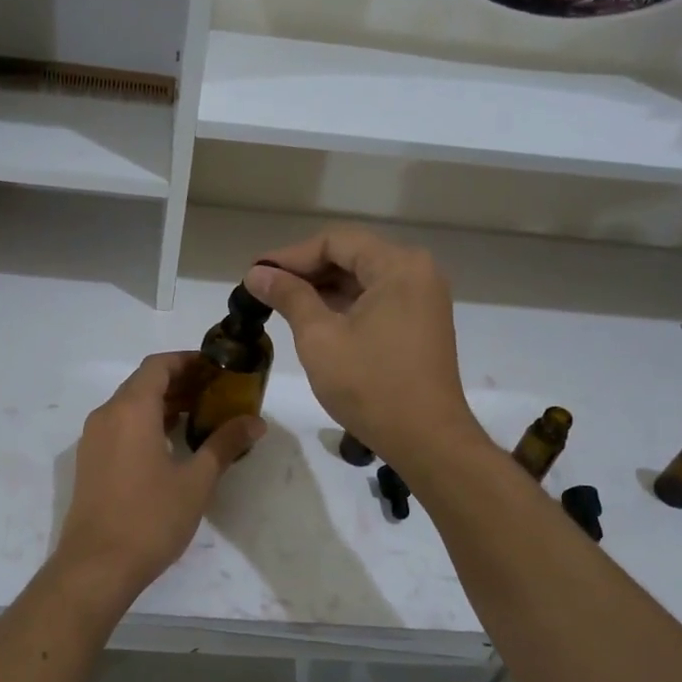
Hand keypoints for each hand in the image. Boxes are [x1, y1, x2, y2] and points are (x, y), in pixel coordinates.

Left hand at [53, 352, 263, 601]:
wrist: (96, 566)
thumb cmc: (150, 518)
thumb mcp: (196, 481)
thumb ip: (224, 444)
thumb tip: (255, 422)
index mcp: (130, 410)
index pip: (158, 366)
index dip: (188, 361)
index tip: (217, 369)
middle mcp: (107, 415)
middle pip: (144, 383)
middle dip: (180, 382)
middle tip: (216, 393)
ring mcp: (94, 439)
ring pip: (130, 406)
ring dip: (163, 404)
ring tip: (200, 416)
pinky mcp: (91, 461)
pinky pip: (120, 426)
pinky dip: (146, 423)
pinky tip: (171, 443)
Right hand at [247, 228, 481, 471]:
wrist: (426, 439)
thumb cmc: (370, 385)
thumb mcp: (319, 337)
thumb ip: (288, 296)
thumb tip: (256, 273)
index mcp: (398, 266)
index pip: (335, 242)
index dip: (291, 256)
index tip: (256, 274)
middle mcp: (417, 272)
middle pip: (352, 256)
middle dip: (306, 271)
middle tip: (264, 289)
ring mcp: (423, 298)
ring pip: (363, 279)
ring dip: (323, 289)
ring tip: (282, 304)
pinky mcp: (421, 323)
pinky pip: (377, 300)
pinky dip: (345, 305)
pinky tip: (314, 319)